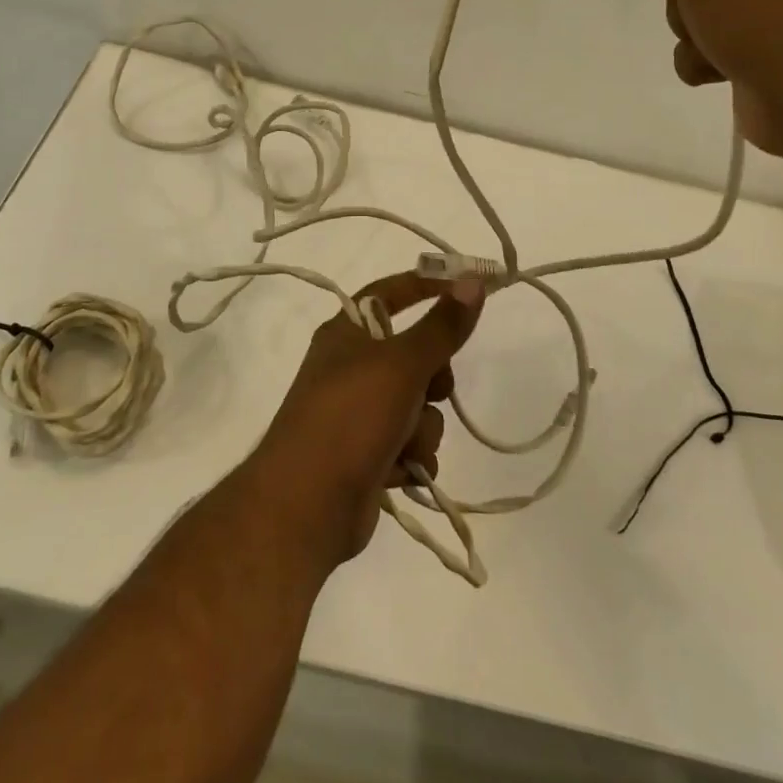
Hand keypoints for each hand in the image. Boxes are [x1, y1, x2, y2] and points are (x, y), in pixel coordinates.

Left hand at [249, 272, 484, 565]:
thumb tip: (473, 280)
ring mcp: (358, 414)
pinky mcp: (368, 455)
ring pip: (419, 407)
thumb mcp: (401, 364)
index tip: (469, 289)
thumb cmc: (351, 416)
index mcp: (347, 334)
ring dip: (421, 429)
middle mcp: (350, 368)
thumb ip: (442, 325)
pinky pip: (411, 446)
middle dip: (432, 381)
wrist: (308, 503)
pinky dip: (411, 458)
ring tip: (403, 444)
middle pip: (415, 356)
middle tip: (430, 390)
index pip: (390, 292)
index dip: (427, 286)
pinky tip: (398, 472)